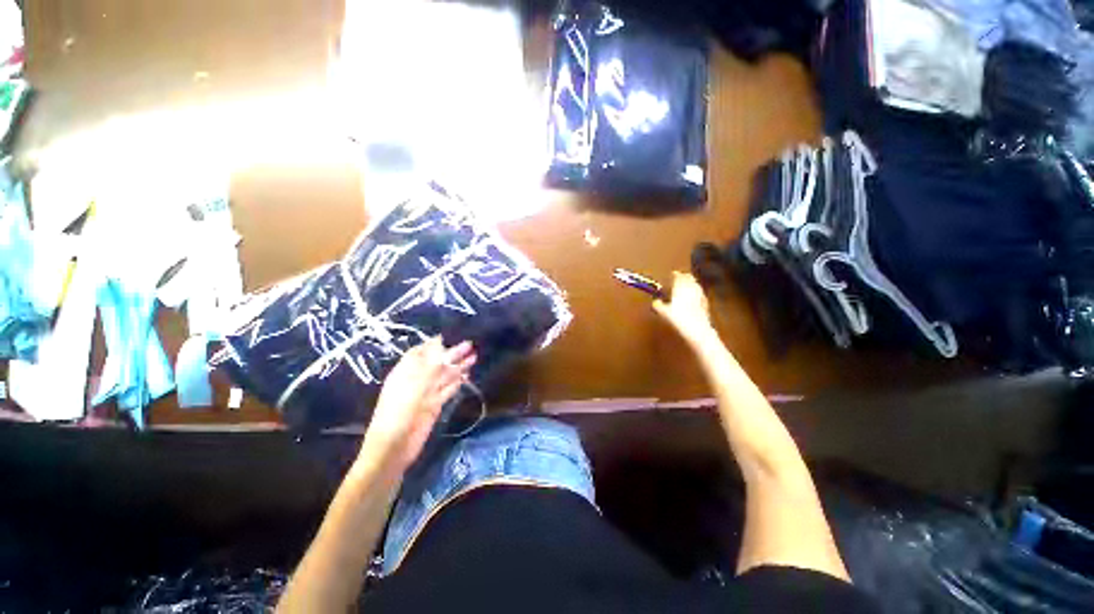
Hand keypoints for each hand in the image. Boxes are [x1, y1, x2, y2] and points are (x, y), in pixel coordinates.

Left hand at [361, 338, 475, 472]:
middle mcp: (416, 380)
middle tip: (470, 345)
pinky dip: (457, 383)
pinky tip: (466, 376)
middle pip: (436, 363)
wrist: (394, 446)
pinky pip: (447, 390)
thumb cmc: (400, 410)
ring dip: (458, 367)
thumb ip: (430, 363)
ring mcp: (426, 394)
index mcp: (405, 371)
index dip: (434, 345)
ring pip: (444, 376)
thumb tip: (439, 340)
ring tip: (474, 357)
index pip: (420, 352)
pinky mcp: (434, 406)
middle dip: (452, 354)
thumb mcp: (416, 382)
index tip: (450, 336)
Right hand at [653, 272, 715, 344]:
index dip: (674, 275)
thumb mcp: (662, 312)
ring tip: (686, 287)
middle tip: (679, 278)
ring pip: (696, 285)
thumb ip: (657, 304)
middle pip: (689, 278)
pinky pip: (700, 294)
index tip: (672, 274)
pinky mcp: (706, 303)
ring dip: (691, 284)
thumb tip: (655, 301)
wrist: (697, 329)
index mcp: (680, 287)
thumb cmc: (678, 318)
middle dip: (684, 277)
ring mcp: (700, 295)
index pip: (678, 276)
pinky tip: (694, 298)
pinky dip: (696, 293)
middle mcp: (691, 288)